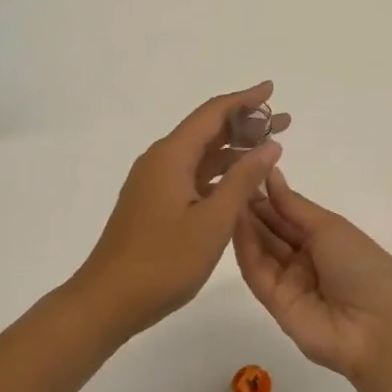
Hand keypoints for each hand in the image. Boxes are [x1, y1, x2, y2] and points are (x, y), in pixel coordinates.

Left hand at [71, 84, 288, 342]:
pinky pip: (192, 178)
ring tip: (270, 152)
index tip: (272, 90)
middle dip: (245, 125)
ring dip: (234, 152)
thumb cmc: (163, 261)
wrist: (108, 300)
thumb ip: (243, 180)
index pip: (213, 114)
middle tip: (284, 122)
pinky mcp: (154, 205)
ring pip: (200, 157)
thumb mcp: (213, 221)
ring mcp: (154, 184)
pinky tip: (240, 186)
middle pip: (207, 132)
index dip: (245, 100)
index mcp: (171, 156)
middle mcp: (160, 161)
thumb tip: (269, 145)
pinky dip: (219, 176)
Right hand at [232, 169, 391, 383]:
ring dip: (244, 224)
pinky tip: (233, 223)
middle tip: (228, 180)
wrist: (377, 328)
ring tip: (225, 195)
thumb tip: (271, 174)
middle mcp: (304, 259)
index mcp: (324, 239)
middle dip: (252, 207)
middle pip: (271, 231)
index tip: (245, 170)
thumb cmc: (363, 267)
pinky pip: (257, 272)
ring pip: (260, 249)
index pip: (288, 214)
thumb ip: (294, 206)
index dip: (269, 194)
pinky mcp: (273, 303)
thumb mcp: (331, 227)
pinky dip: (245, 248)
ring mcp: (288, 282)